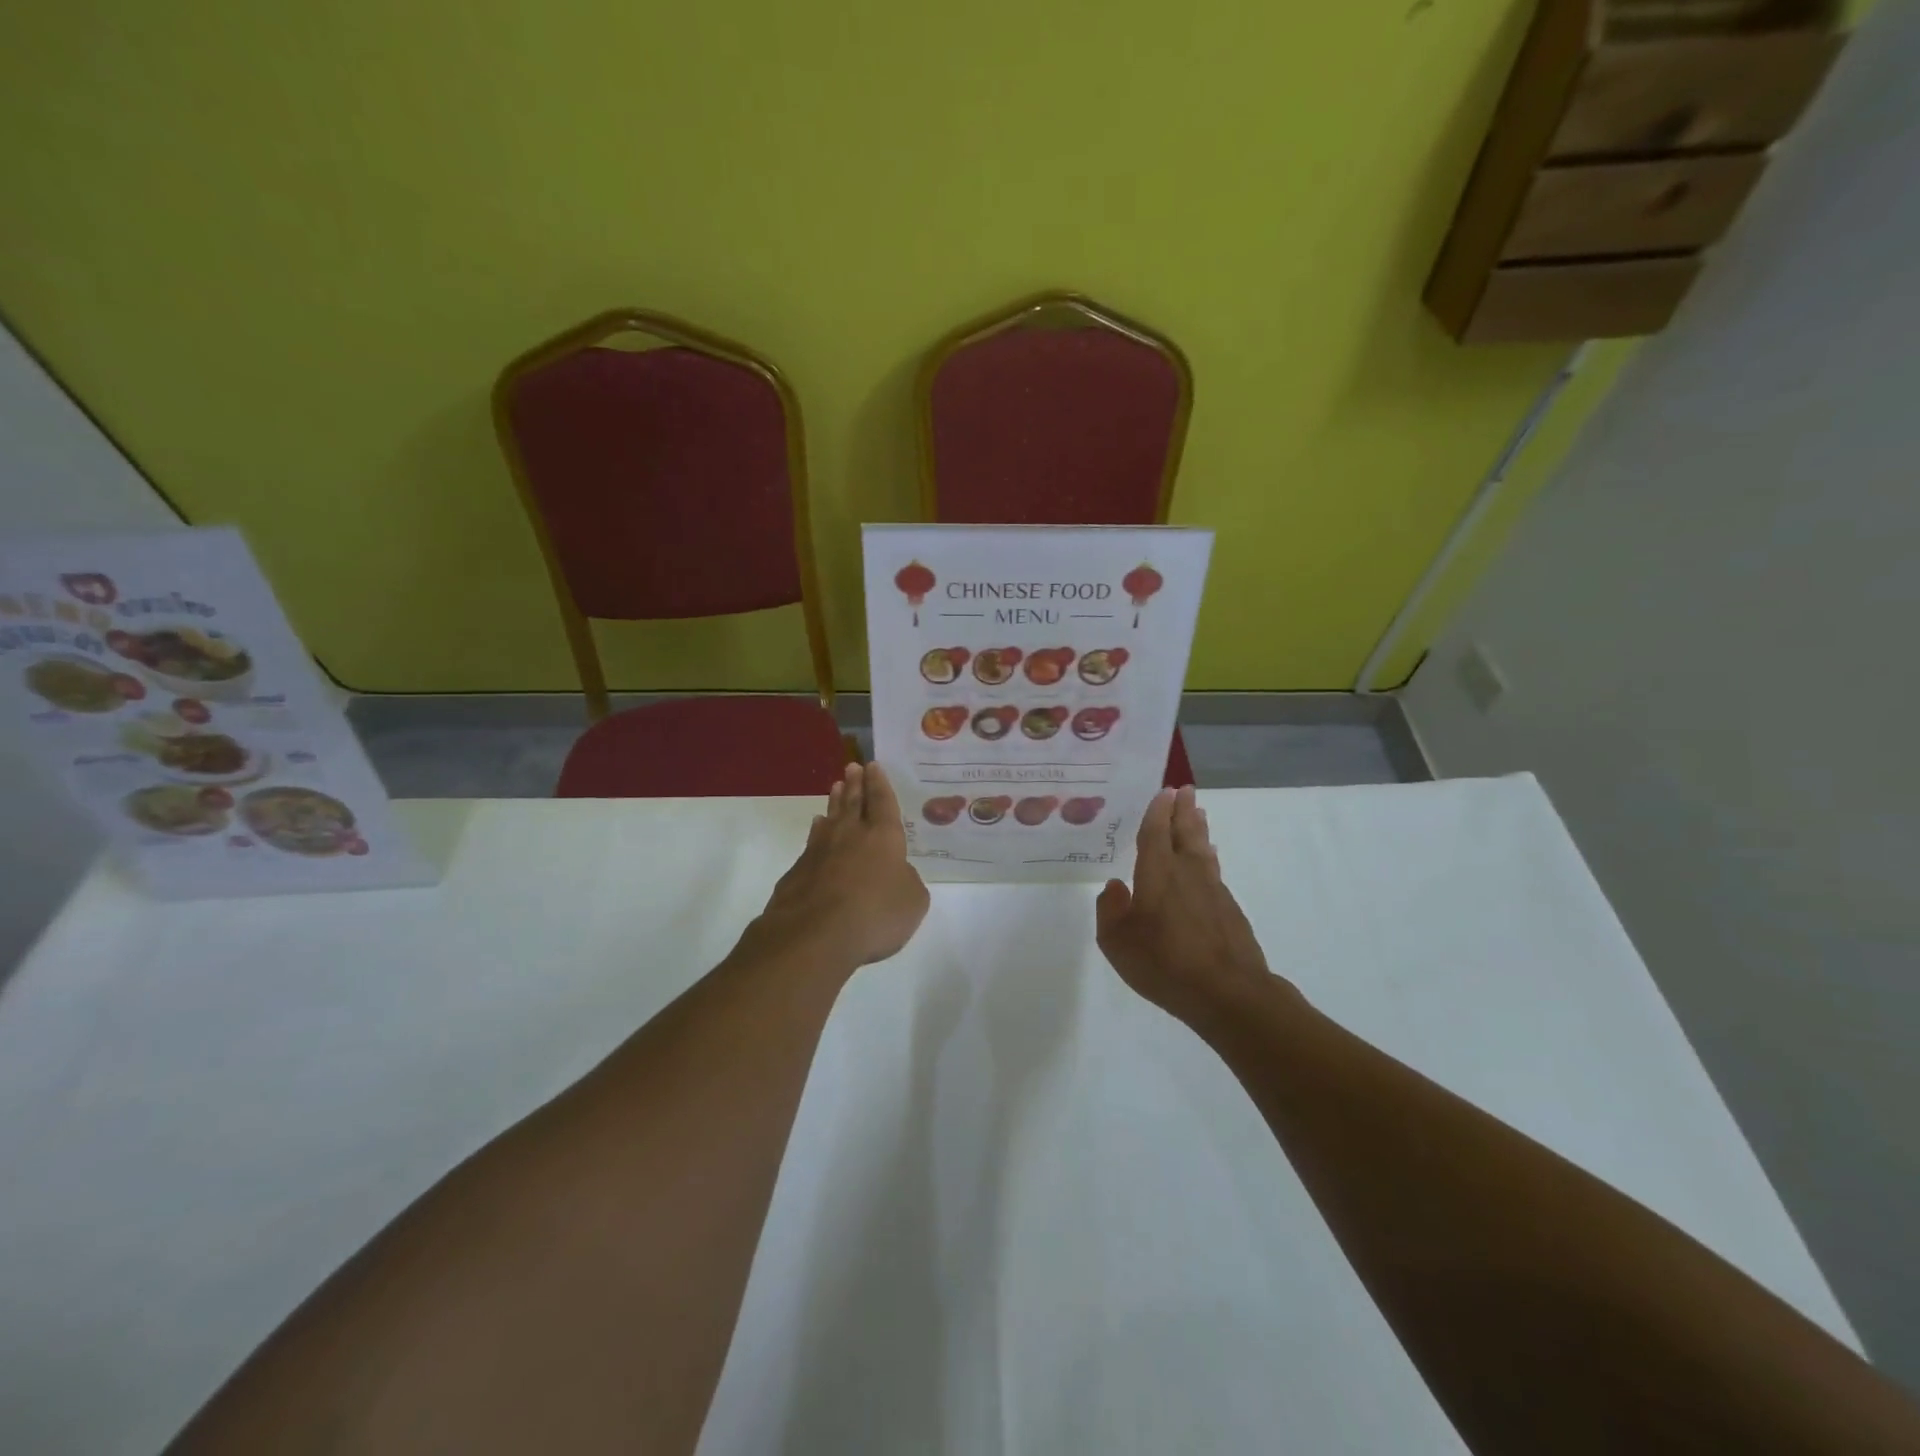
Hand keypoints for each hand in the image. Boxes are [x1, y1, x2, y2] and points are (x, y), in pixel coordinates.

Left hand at [749, 762, 929, 969]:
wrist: (814, 935)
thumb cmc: (874, 914)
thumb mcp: (912, 902)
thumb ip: (907, 881)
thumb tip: (896, 874)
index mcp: (883, 836)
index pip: (882, 801)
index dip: (879, 783)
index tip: (873, 766)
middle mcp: (850, 835)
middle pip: (853, 802)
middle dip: (855, 784)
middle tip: (852, 766)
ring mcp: (820, 851)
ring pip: (831, 818)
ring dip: (835, 801)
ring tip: (835, 787)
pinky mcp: (798, 871)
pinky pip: (813, 841)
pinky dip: (818, 831)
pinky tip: (818, 828)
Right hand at [1096, 785, 1287, 1027]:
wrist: (1227, 992)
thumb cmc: (1164, 963)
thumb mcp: (1117, 942)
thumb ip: (1110, 910)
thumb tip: (1114, 886)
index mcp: (1157, 874)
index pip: (1156, 833)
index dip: (1158, 812)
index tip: (1164, 791)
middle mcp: (1186, 873)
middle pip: (1185, 833)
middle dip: (1183, 810)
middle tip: (1185, 790)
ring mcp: (1212, 890)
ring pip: (1203, 849)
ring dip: (1199, 828)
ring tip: (1199, 813)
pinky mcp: (1229, 909)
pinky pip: (1214, 870)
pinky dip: (1209, 856)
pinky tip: (1208, 859)